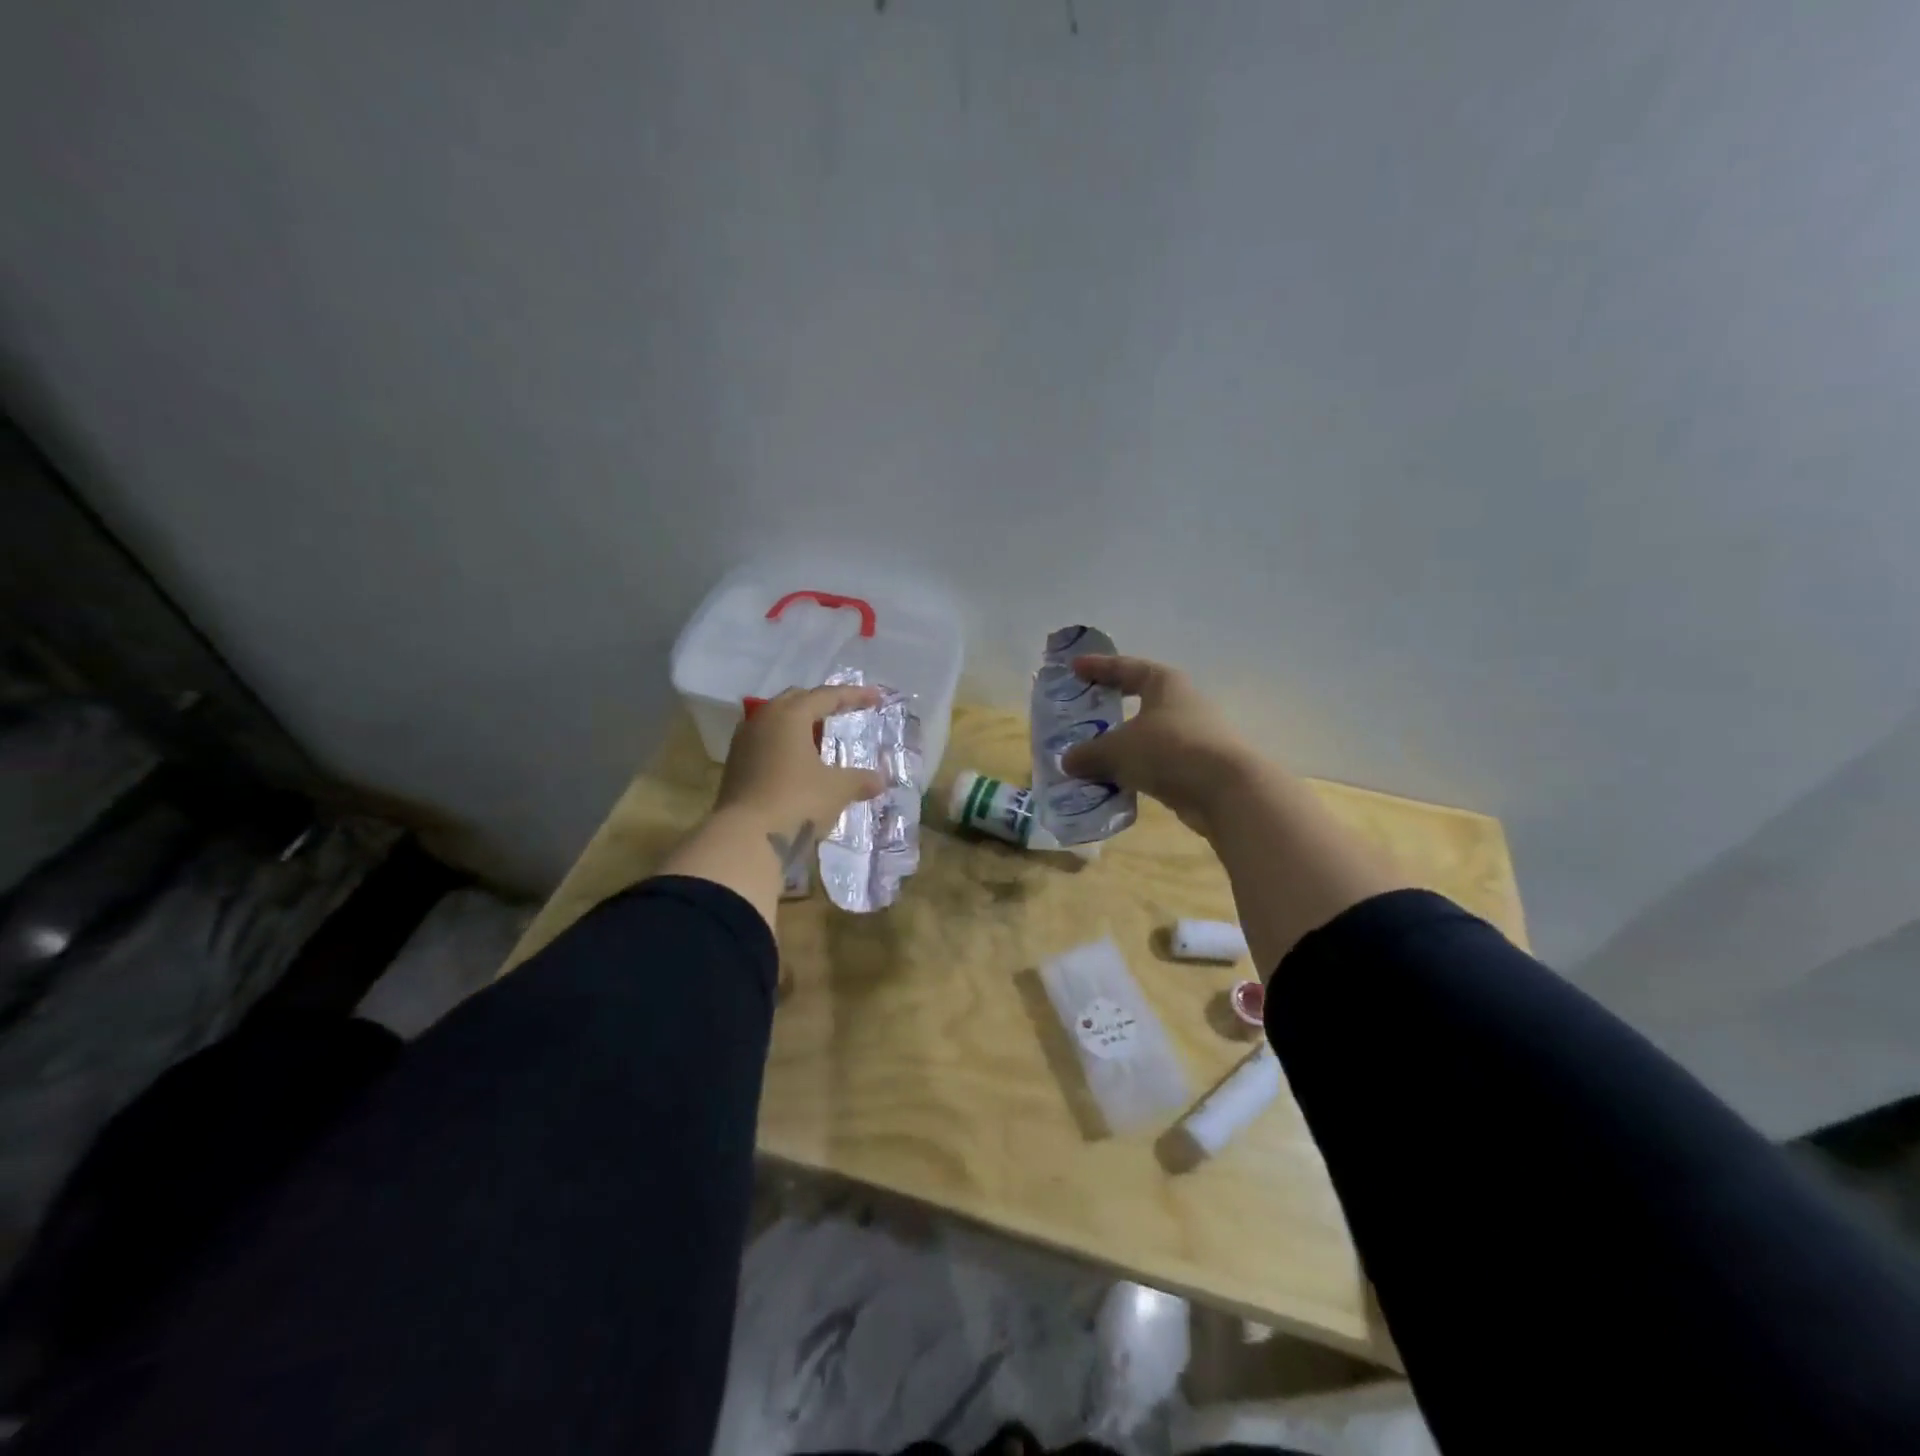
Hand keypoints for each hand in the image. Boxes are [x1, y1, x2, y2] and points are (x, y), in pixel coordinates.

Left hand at [715, 684, 887, 868]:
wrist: (745, 840)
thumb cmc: (797, 802)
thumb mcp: (837, 790)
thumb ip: (860, 779)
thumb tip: (880, 780)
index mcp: (789, 716)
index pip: (825, 696)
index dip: (853, 695)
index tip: (875, 698)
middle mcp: (762, 721)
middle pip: (795, 700)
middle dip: (821, 703)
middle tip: (843, 711)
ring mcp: (743, 743)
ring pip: (775, 721)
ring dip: (799, 724)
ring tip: (820, 738)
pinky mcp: (735, 767)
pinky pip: (765, 742)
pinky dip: (785, 745)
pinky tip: (798, 763)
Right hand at [1059, 655, 1254, 836]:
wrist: (1227, 792)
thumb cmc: (1168, 751)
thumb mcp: (1117, 750)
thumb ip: (1088, 753)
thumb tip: (1067, 761)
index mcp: (1164, 684)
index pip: (1126, 668)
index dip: (1098, 667)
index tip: (1074, 668)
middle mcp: (1182, 703)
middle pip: (1140, 699)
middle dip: (1112, 705)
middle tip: (1085, 710)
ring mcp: (1194, 735)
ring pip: (1148, 734)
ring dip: (1122, 743)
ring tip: (1094, 754)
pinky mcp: (1198, 766)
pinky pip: (1157, 762)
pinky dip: (1135, 768)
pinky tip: (1116, 781)